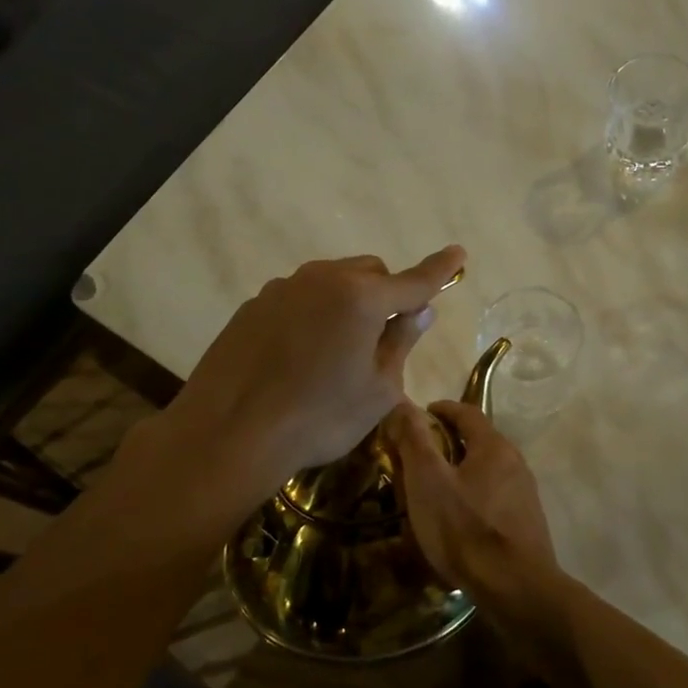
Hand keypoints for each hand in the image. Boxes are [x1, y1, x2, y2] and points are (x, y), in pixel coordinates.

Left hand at [151, 247, 465, 499]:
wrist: (228, 434)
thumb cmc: (319, 418)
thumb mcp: (378, 390)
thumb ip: (401, 342)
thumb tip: (420, 311)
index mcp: (361, 298)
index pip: (413, 280)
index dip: (440, 269)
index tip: (459, 253)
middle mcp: (322, 279)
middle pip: (370, 272)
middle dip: (387, 293)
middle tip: (385, 336)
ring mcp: (282, 289)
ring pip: (332, 281)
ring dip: (348, 301)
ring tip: (339, 350)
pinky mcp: (253, 306)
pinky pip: (299, 297)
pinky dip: (314, 313)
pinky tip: (301, 355)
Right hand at [386, 399, 558, 617]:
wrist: (516, 588)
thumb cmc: (466, 529)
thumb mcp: (428, 482)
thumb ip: (415, 441)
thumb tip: (403, 404)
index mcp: (494, 447)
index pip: (467, 413)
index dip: (442, 409)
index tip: (421, 414)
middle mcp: (515, 463)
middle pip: (480, 441)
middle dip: (450, 442)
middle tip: (420, 454)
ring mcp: (524, 494)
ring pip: (488, 471)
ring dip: (462, 471)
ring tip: (435, 488)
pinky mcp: (526, 523)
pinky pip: (494, 497)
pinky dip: (473, 496)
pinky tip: (458, 519)